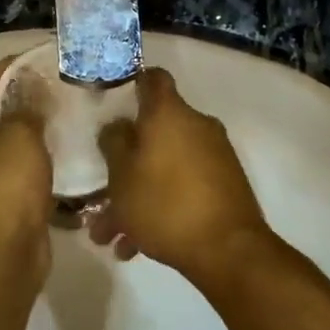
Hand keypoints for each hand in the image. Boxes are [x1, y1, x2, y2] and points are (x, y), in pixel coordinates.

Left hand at [0, 57, 53, 271]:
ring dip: (32, 127)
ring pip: (6, 141)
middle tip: (57, 82)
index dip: (7, 68)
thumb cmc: (2, 189)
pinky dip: (36, 155)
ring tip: (65, 108)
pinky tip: (64, 144)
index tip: (38, 57)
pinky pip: (16, 166)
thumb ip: (27, 108)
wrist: (1, 258)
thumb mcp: (18, 138)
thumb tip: (34, 92)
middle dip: (22, 97)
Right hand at [90, 68, 270, 282]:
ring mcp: (214, 155)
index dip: (131, 83)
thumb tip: (118, 125)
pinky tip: (135, 246)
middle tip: (102, 188)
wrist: (228, 250)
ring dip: (138, 194)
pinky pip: (183, 186)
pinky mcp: (225, 184)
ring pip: (165, 166)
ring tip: (111, 234)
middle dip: (126, 160)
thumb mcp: (121, 175)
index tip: (112, 100)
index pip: (152, 79)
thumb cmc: (164, 204)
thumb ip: (113, 143)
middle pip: (154, 131)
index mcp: (169, 114)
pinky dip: (160, 206)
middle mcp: (196, 126)